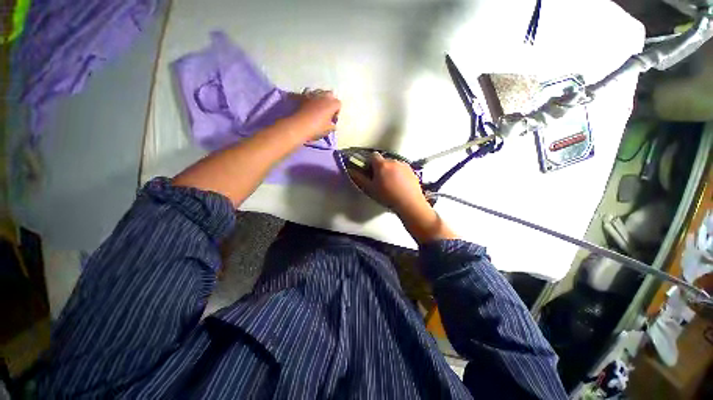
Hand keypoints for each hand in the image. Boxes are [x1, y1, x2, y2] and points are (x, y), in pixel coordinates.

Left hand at [288, 89, 340, 141]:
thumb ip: (332, 125)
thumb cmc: (316, 128)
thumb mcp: (328, 130)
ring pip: (319, 92)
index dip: (336, 112)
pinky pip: (308, 93)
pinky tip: (308, 104)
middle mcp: (323, 96)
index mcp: (332, 104)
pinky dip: (310, 97)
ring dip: (320, 98)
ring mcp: (312, 94)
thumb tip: (332, 124)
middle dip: (330, 101)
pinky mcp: (302, 95)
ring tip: (317, 107)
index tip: (333, 119)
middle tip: (327, 111)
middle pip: (330, 94)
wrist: (298, 126)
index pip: (338, 104)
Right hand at [350, 152, 456, 242]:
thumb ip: (359, 178)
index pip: (373, 156)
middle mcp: (393, 161)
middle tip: (380, 180)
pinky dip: (399, 174)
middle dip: (380, 168)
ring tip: (391, 184)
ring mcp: (404, 165)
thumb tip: (351, 171)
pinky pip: (402, 169)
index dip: (369, 163)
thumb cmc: (387, 197)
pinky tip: (400, 185)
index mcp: (382, 164)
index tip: (369, 172)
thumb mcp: (370, 189)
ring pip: (393, 164)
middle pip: (383, 160)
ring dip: (390, 170)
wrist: (409, 204)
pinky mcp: (412, 171)